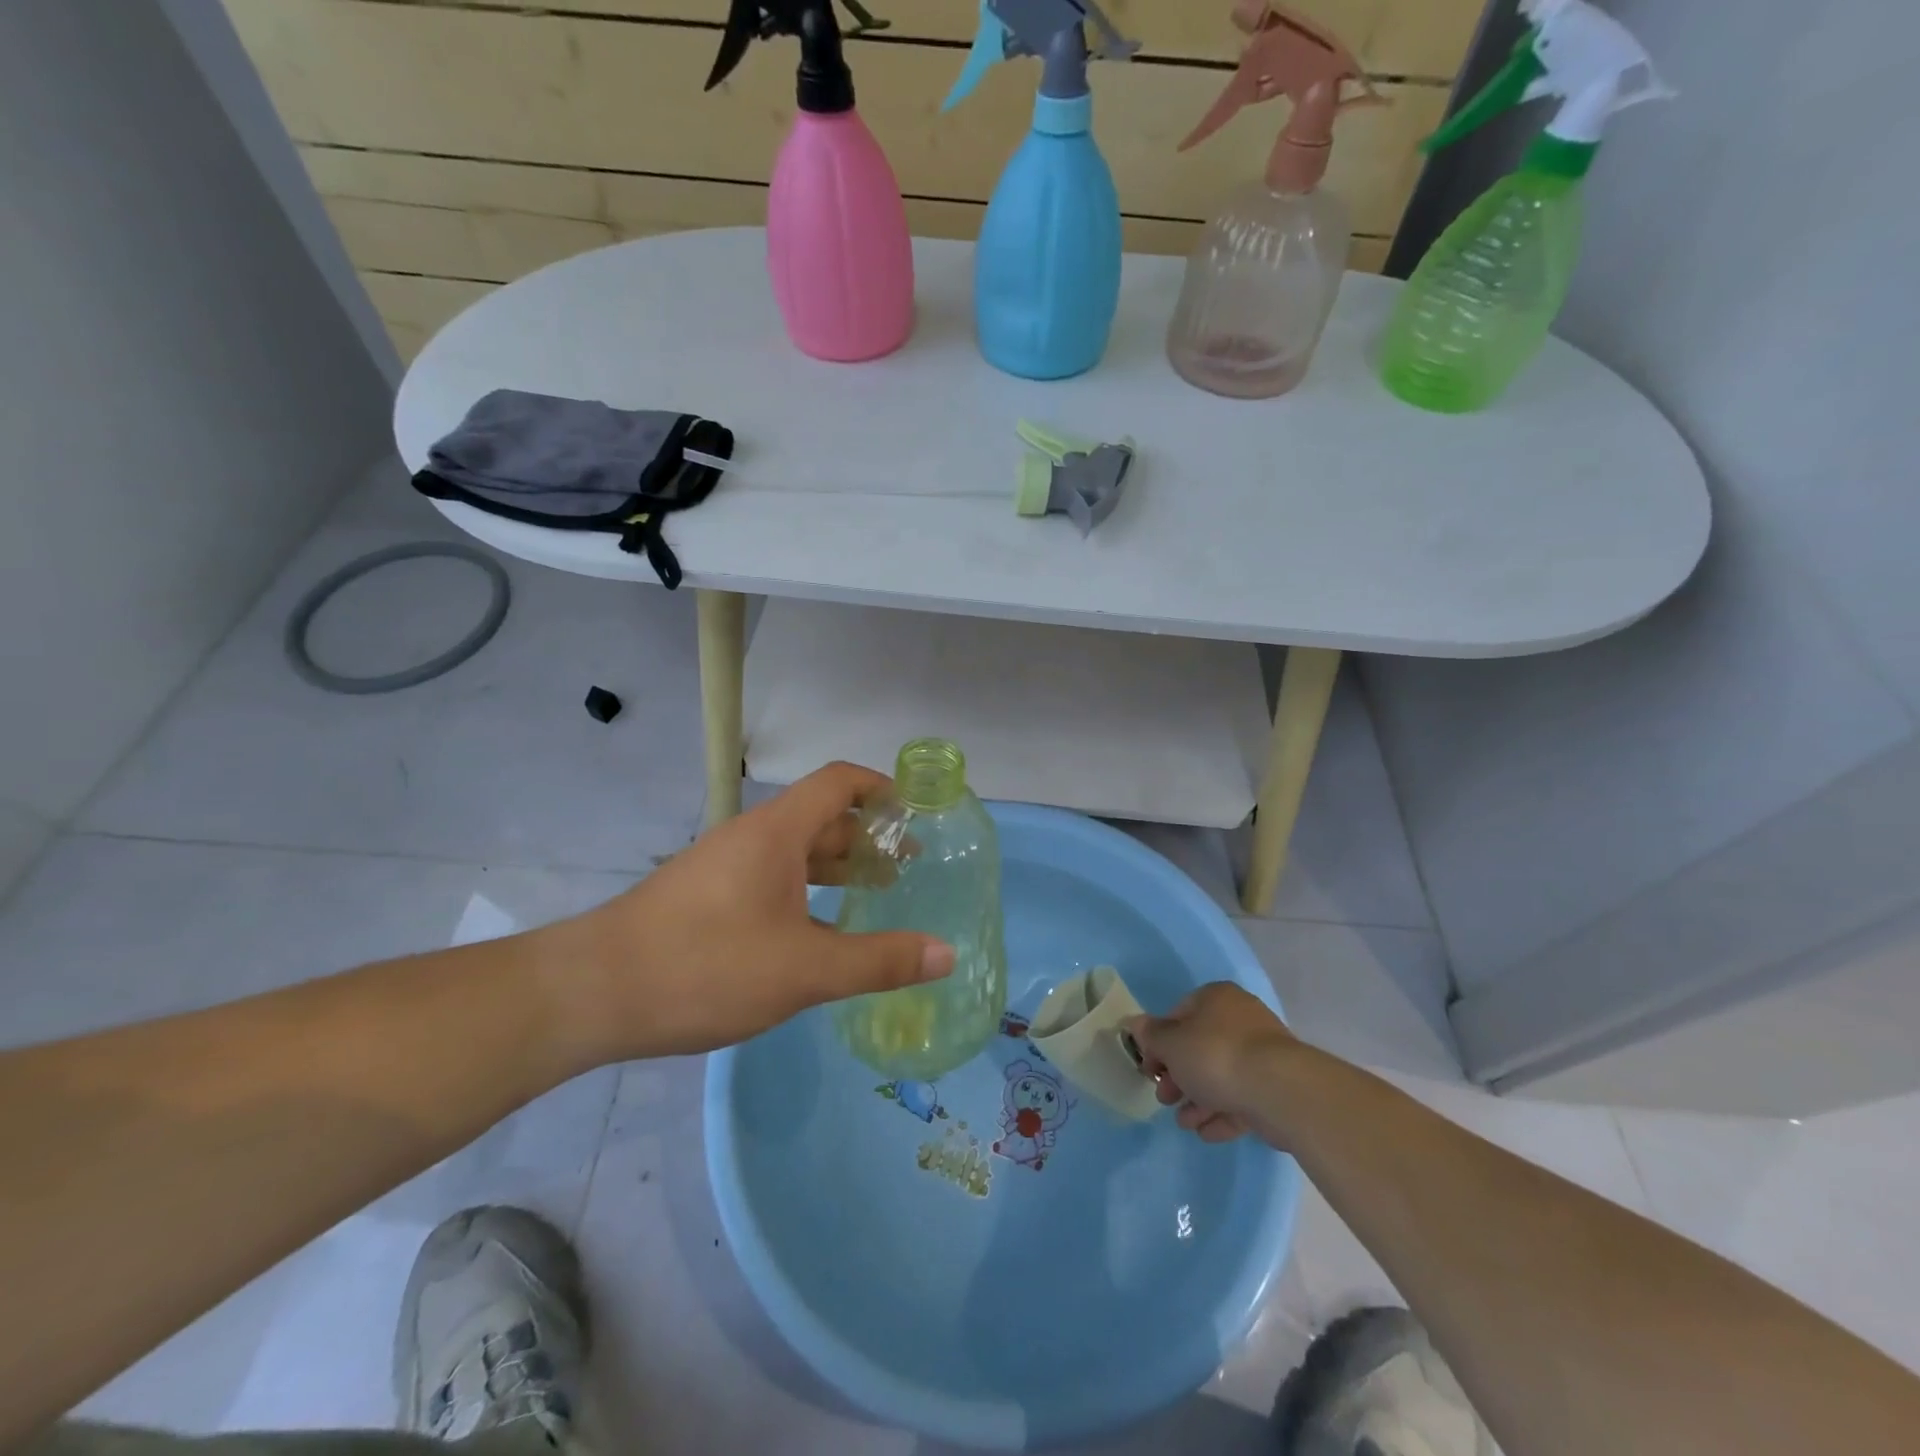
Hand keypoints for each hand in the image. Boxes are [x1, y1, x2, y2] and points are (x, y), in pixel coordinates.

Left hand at [537, 762, 955, 1063]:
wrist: (592, 993)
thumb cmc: (706, 966)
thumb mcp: (805, 969)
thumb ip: (879, 961)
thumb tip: (947, 954)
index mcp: (777, 832)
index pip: (839, 781)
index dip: (881, 787)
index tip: (917, 813)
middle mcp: (751, 838)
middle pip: (822, 818)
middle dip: (869, 837)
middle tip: (909, 867)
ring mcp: (725, 867)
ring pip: (795, 854)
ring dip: (838, 868)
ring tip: (877, 896)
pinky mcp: (706, 898)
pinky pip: (771, 881)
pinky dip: (806, 894)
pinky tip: (819, 933)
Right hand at [1126, 983, 1298, 1143]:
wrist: (1280, 1090)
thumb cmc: (1216, 1055)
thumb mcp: (1171, 1044)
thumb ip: (1151, 1036)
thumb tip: (1134, 1023)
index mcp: (1216, 999)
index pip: (1178, 1015)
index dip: (1159, 1043)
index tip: (1150, 1069)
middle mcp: (1240, 1019)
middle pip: (1199, 1048)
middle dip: (1178, 1077)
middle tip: (1164, 1099)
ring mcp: (1263, 1054)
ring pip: (1220, 1075)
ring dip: (1198, 1100)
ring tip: (1184, 1122)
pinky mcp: (1277, 1086)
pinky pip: (1242, 1097)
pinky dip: (1222, 1114)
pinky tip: (1206, 1133)